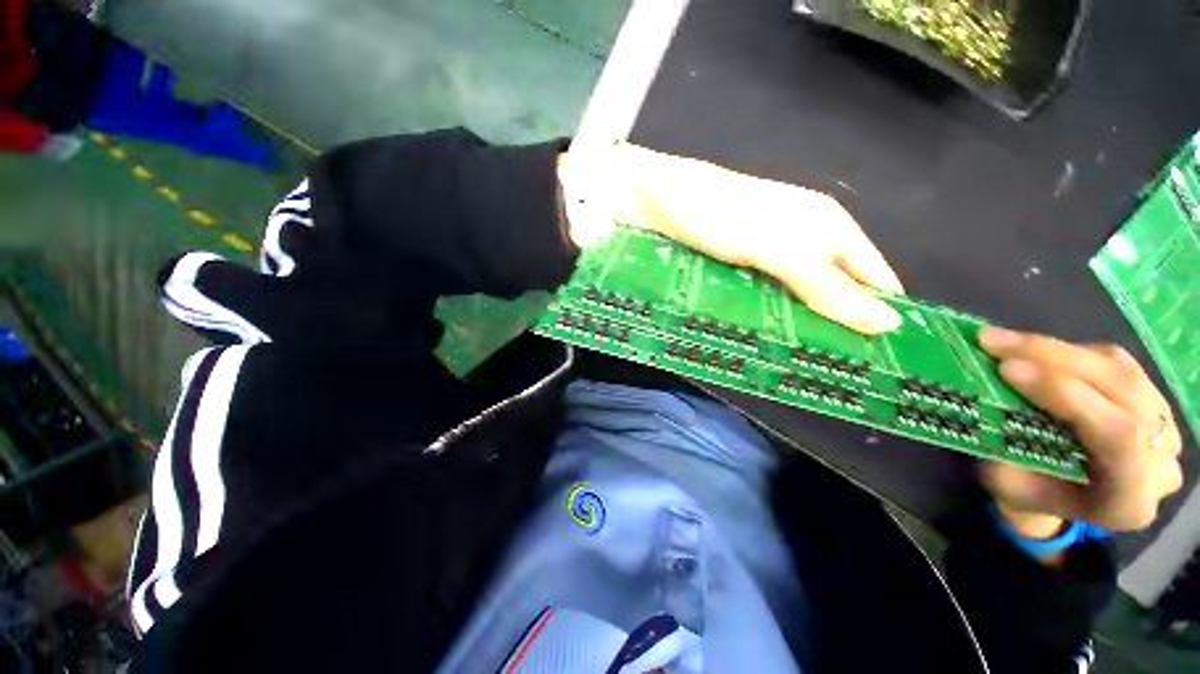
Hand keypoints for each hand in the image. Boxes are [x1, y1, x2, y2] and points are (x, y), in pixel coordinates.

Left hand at [558, 143, 904, 334]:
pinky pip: (762, 294)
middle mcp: (802, 237)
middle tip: (837, 373)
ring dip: (797, 325)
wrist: (653, 198)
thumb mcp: (774, 248)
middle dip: (835, 325)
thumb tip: (888, 322)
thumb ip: (824, 283)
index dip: (880, 312)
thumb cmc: (715, 214)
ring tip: (802, 367)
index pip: (872, 275)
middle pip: (833, 287)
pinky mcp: (737, 263)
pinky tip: (764, 341)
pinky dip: (765, 316)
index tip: (885, 358)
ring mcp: (767, 251)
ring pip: (796, 294)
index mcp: (826, 224)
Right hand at [979, 328, 1183, 532]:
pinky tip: (1034, 349)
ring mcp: (1163, 425)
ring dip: (1056, 349)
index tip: (1008, 369)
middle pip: (1120, 392)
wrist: (1066, 496)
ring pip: (1117, 371)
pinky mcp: (1151, 397)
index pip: (1117, 436)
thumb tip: (984, 408)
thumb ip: (1007, 454)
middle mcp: (1161, 460)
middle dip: (1053, 359)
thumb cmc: (1034, 496)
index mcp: (1131, 499)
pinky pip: (1114, 363)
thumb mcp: (1011, 488)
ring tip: (1003, 339)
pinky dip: (1070, 351)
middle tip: (993, 342)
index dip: (1066, 396)